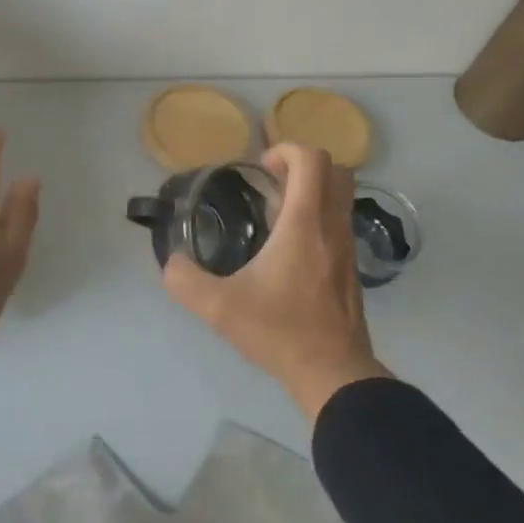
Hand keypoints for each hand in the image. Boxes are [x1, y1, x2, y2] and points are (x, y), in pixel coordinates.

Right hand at [164, 144, 390, 420]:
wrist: (333, 372)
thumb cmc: (280, 332)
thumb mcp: (220, 308)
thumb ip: (186, 281)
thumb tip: (171, 262)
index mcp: (305, 223)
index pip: (312, 159)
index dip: (286, 149)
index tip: (261, 167)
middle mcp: (332, 226)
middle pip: (336, 169)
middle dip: (303, 164)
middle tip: (272, 181)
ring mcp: (348, 246)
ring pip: (343, 196)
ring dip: (314, 189)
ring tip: (277, 213)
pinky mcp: (352, 267)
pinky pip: (341, 221)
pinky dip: (320, 215)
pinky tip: (289, 247)